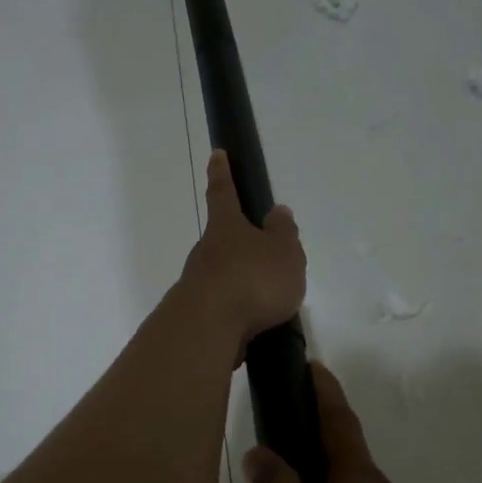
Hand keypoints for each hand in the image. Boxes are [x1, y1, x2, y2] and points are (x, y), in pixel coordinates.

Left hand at [177, 151, 306, 349]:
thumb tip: (277, 213)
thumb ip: (283, 233)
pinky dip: (240, 309)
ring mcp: (198, 283)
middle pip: (223, 239)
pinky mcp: (199, 314)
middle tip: (267, 255)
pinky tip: (257, 322)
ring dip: (243, 281)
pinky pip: (224, 304)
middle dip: (241, 243)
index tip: (216, 154)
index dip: (222, 172)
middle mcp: (206, 250)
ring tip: (272, 299)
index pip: (222, 192)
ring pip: (224, 274)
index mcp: (226, 226)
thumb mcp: (283, 252)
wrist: (209, 328)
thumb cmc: (252, 279)